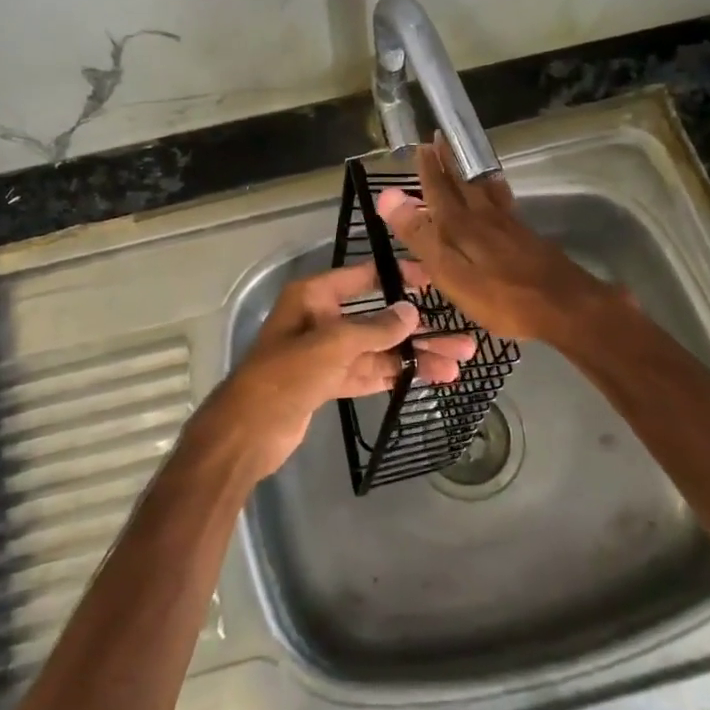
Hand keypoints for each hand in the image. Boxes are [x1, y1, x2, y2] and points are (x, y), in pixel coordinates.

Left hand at [199, 259, 477, 479]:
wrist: (246, 433)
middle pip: (378, 319)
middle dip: (418, 330)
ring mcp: (326, 353)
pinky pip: (369, 372)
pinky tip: (429, 378)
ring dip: (414, 356)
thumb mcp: (332, 345)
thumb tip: (411, 313)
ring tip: (457, 364)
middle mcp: (321, 319)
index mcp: (314, 297)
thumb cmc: (285, 376)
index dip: (398, 276)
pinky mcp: (328, 383)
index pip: (363, 277)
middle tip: (462, 339)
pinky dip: (395, 375)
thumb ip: (374, 328)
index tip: (434, 280)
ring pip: (378, 350)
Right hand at [376, 139, 614, 341]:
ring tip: (465, 158)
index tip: (421, 146)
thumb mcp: (451, 272)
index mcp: (461, 226)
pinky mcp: (526, 237)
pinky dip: (493, 189)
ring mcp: (509, 226)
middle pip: (463, 183)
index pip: (439, 190)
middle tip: (440, 139)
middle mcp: (485, 217)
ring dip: (470, 172)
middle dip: (449, 162)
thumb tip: (389, 196)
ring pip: (485, 189)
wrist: (565, 307)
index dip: (428, 170)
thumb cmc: (501, 297)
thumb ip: (421, 235)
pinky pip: (503, 202)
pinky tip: (497, 195)